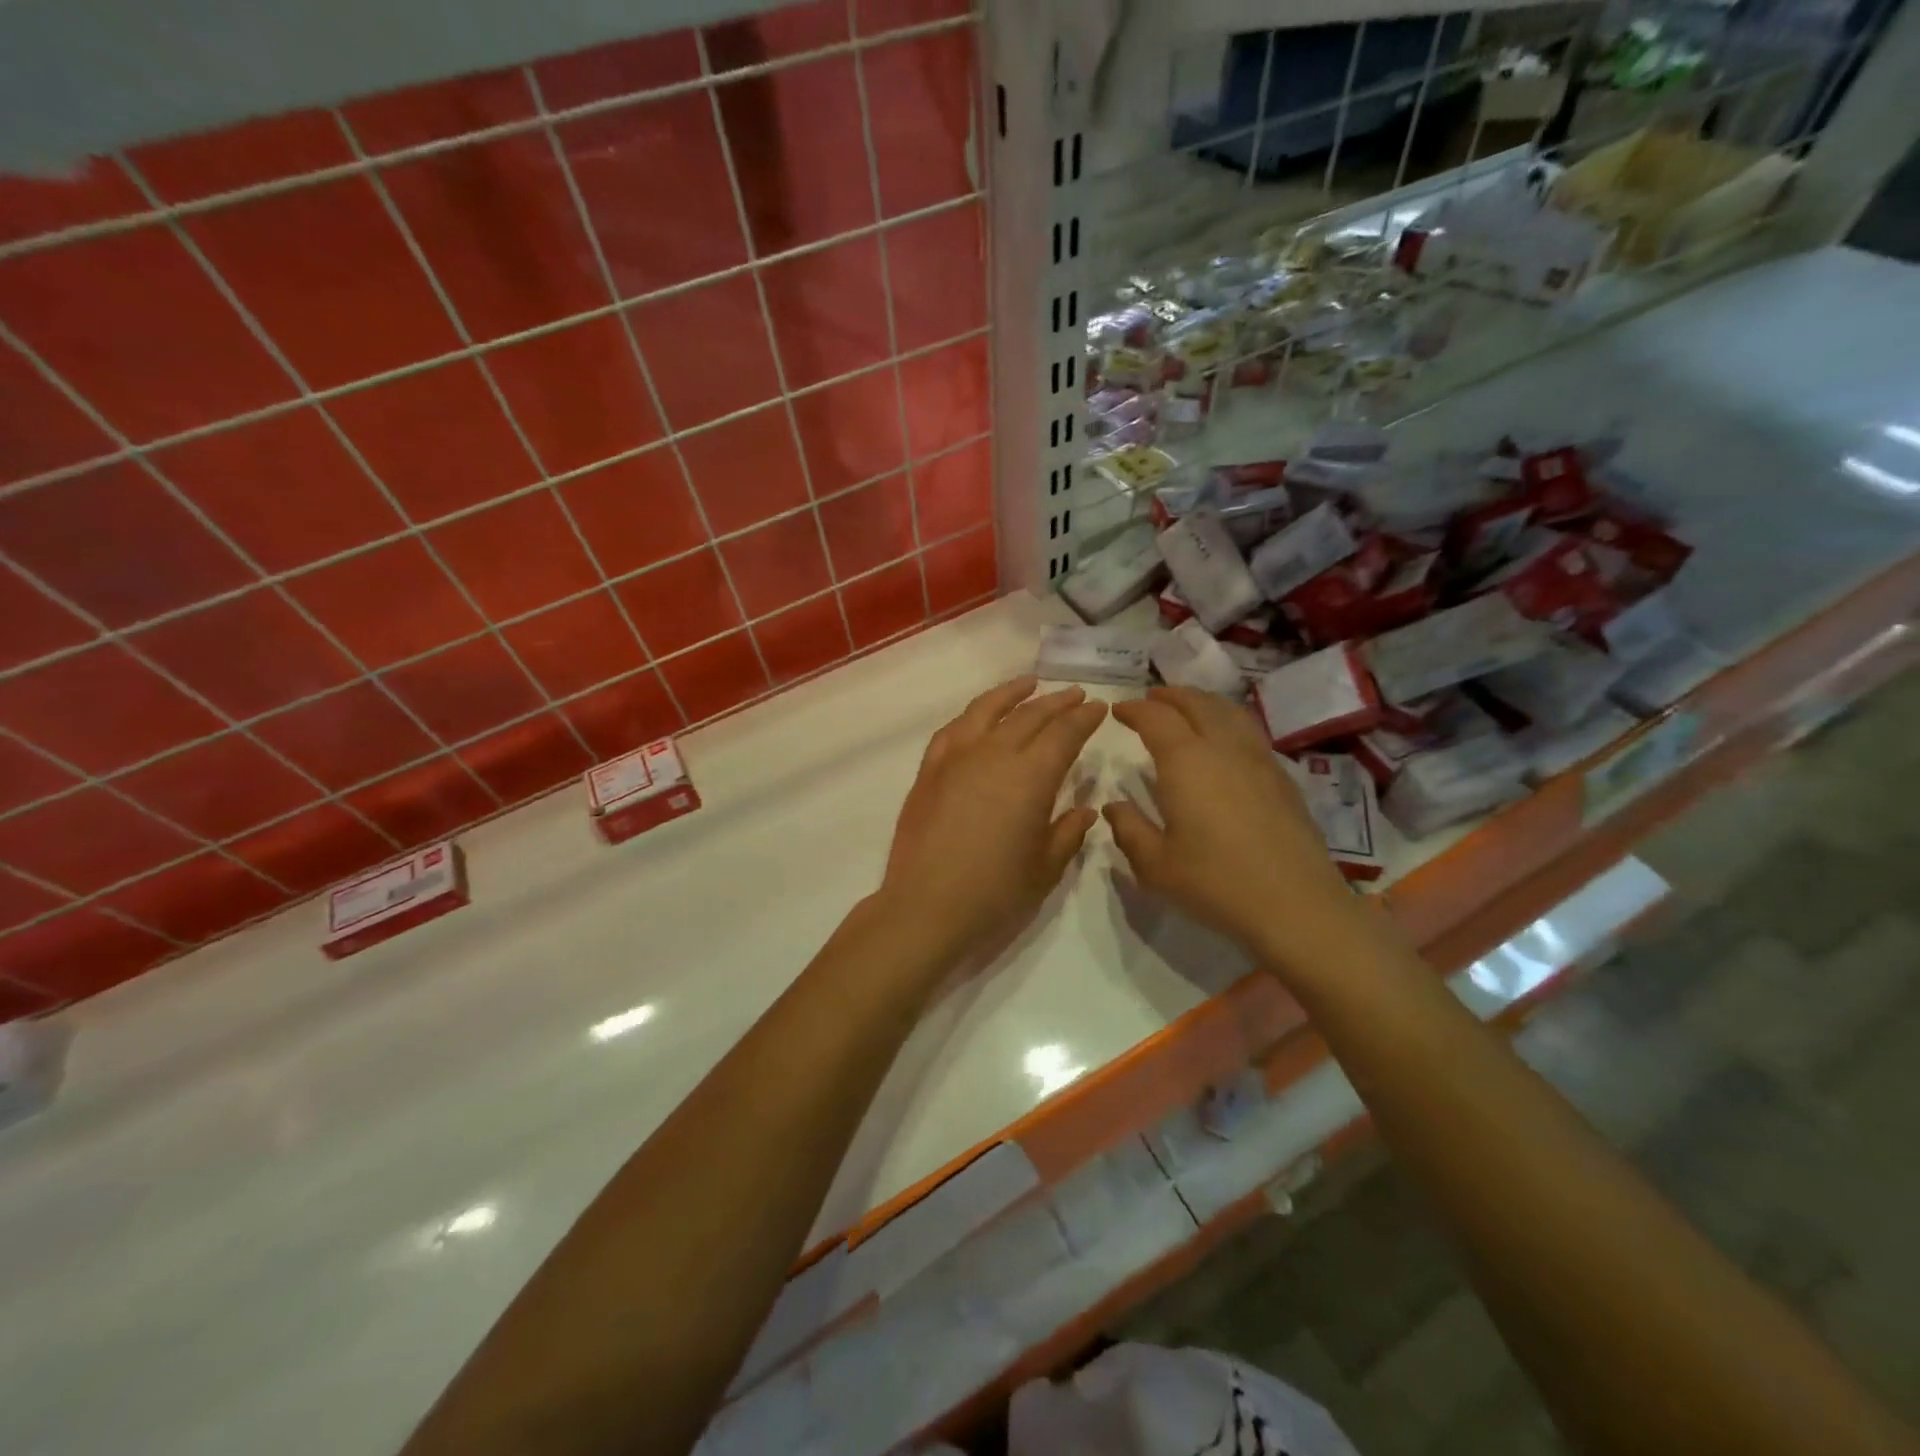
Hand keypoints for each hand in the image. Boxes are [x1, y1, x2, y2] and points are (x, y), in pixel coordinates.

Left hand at [881, 676, 1106, 963]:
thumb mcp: (1044, 869)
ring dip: (1012, 694)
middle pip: (1030, 716)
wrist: (925, 908)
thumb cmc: (994, 894)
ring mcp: (956, 759)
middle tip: (1076, 695)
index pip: (1064, 734)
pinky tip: (979, 717)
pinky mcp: (929, 771)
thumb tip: (1085, 810)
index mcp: (1031, 777)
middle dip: (1057, 703)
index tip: (1099, 708)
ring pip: (987, 711)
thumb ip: (1067, 833)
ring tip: (1030, 683)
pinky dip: (972, 716)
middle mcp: (994, 755)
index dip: (1084, 719)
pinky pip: (953, 730)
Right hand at [1103, 686, 1359, 969]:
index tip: (1119, 711)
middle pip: (1197, 704)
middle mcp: (1224, 748)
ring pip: (1229, 712)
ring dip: (1203, 702)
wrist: (1296, 905)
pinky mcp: (1283, 778)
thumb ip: (1129, 829)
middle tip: (1150, 700)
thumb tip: (1114, 806)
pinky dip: (1228, 721)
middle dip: (1170, 696)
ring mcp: (1259, 760)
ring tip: (1188, 709)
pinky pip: (1249, 732)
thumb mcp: (1155, 865)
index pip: (1156, 718)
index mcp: (1186, 761)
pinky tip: (1225, 742)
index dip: (1135, 710)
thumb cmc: (1215, 883)